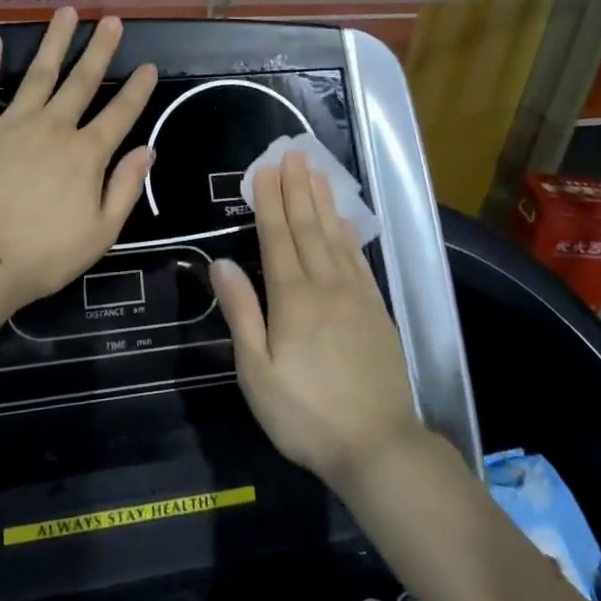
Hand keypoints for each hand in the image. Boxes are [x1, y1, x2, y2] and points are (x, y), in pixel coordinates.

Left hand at [0, 10, 157, 313]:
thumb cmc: (43, 255)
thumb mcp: (101, 232)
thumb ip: (126, 187)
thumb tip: (147, 149)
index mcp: (86, 154)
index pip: (120, 113)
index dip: (137, 89)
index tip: (149, 65)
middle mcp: (53, 127)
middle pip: (82, 81)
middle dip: (100, 49)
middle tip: (112, 20)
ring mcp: (11, 123)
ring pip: (39, 73)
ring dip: (54, 41)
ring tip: (66, 12)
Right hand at [212, 149, 426, 495]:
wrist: (378, 447)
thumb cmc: (305, 414)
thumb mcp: (257, 373)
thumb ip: (241, 314)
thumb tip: (222, 263)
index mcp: (292, 298)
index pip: (276, 237)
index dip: (268, 201)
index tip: (264, 169)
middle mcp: (325, 285)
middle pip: (307, 227)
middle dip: (296, 188)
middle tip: (292, 153)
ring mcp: (356, 295)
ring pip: (334, 236)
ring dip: (323, 201)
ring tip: (316, 171)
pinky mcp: (376, 310)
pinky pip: (358, 259)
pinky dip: (348, 232)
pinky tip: (343, 219)